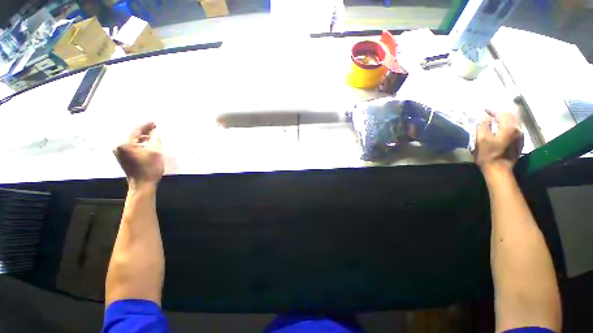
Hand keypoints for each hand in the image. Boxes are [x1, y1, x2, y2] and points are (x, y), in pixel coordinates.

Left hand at [114, 122, 163, 188]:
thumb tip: (155, 132)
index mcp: (125, 144)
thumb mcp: (155, 152)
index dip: (146, 125)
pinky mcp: (122, 157)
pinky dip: (139, 143)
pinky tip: (146, 143)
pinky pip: (131, 145)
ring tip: (152, 135)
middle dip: (144, 130)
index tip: (155, 122)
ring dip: (142, 137)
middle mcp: (119, 146)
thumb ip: (155, 140)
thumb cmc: (149, 168)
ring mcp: (119, 152)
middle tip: (154, 127)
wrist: (142, 184)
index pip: (136, 130)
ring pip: (131, 140)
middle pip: (132, 134)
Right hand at [474, 110, 523, 172]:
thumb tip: (484, 116)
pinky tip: (503, 129)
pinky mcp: (519, 143)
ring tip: (496, 120)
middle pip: (510, 116)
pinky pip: (515, 129)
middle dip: (500, 113)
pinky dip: (509, 125)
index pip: (501, 113)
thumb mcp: (481, 139)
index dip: (491, 110)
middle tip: (490, 114)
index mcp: (509, 127)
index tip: (483, 110)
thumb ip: (483, 125)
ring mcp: (520, 136)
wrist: (499, 169)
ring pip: (514, 122)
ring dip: (505, 119)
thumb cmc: (488, 154)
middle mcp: (518, 129)